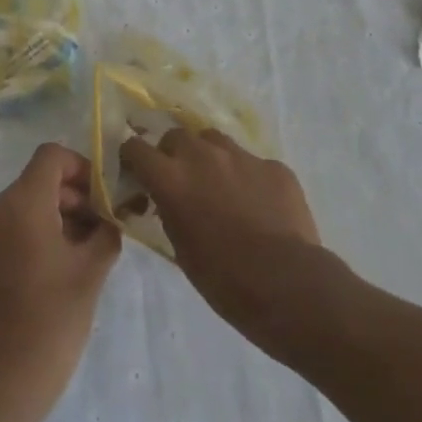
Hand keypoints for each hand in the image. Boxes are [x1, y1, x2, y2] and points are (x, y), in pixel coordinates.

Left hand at [0, 143, 120, 413]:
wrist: (1, 380)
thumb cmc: (52, 319)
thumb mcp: (91, 271)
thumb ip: (106, 231)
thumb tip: (112, 216)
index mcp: (22, 202)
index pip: (51, 156)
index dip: (82, 167)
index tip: (105, 197)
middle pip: (41, 179)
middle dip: (76, 195)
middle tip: (106, 226)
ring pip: (29, 203)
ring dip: (61, 215)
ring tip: (90, 250)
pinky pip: (15, 226)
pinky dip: (41, 232)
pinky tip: (65, 266)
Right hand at [118, 129, 321, 344]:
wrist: (288, 285)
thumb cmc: (224, 279)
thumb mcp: (181, 250)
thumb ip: (170, 213)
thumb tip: (169, 203)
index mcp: (171, 177)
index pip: (135, 148)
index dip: (133, 159)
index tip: (137, 173)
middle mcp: (202, 155)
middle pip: (176, 136)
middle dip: (173, 154)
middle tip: (182, 182)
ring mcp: (241, 156)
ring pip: (214, 141)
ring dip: (209, 158)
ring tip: (220, 187)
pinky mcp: (274, 166)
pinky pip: (253, 163)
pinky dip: (248, 178)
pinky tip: (259, 205)